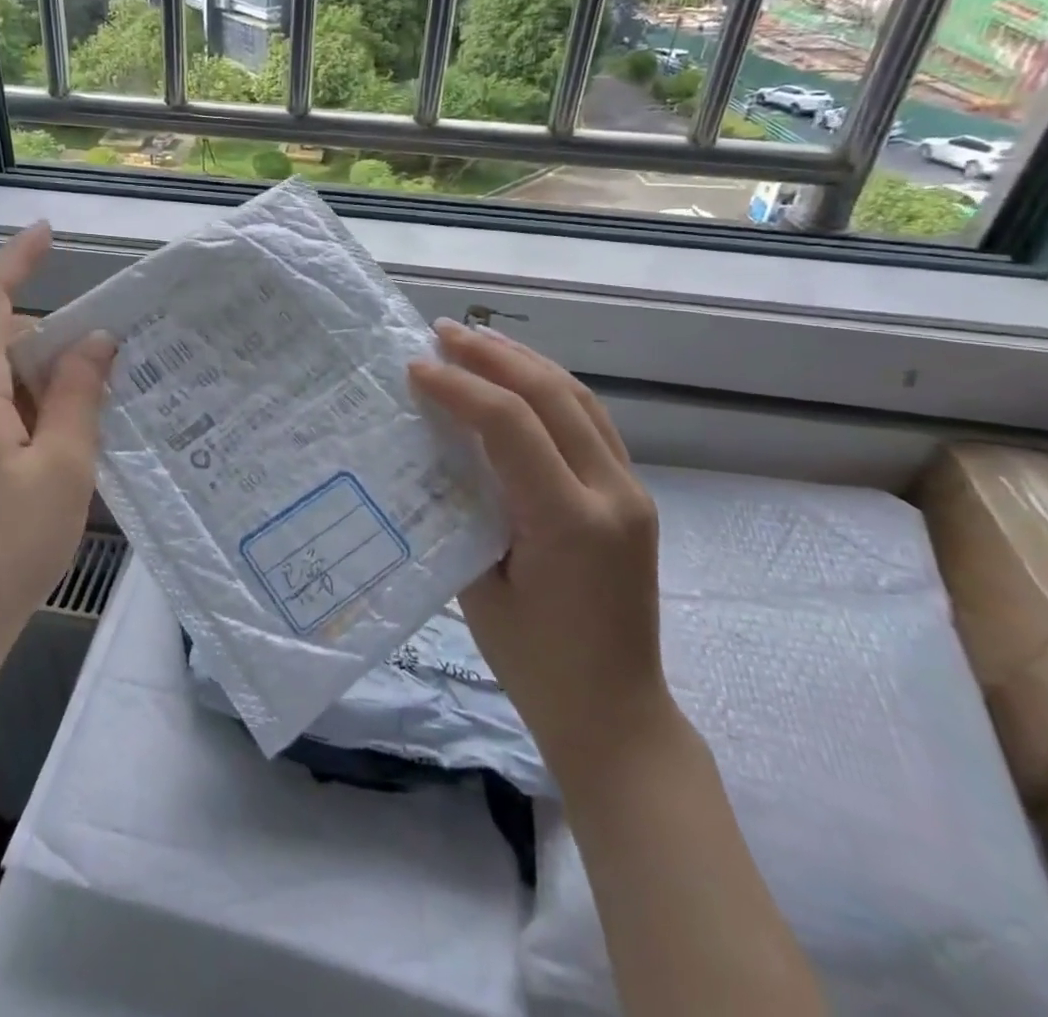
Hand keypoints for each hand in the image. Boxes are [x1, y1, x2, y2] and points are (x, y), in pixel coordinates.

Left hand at [0, 223, 115, 687]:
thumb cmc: (0, 550)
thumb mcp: (62, 468)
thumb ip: (78, 395)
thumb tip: (96, 340)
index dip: (17, 257)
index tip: (47, 232)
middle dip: (51, 343)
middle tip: (108, 372)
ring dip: (38, 386)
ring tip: (89, 424)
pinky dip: (18, 415)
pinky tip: (51, 458)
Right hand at [408, 319, 668, 777]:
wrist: (617, 715)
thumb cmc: (534, 664)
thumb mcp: (478, 585)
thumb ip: (465, 508)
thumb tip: (440, 449)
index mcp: (569, 521)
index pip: (511, 425)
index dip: (460, 386)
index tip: (415, 367)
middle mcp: (612, 494)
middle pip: (551, 395)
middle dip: (493, 355)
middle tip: (444, 331)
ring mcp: (631, 492)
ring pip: (579, 399)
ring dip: (525, 362)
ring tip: (478, 340)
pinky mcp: (632, 497)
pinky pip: (591, 423)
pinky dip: (550, 390)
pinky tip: (520, 380)